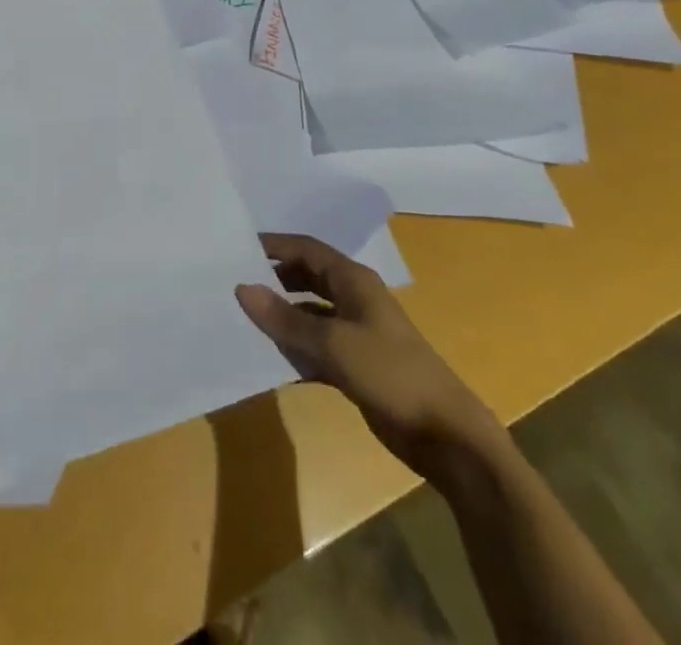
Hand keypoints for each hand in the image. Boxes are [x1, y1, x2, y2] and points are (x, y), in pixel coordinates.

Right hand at [235, 232, 503, 483]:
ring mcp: (356, 333)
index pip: (306, 249)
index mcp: (353, 280)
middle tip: (235, 284)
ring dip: (282, 317)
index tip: (237, 248)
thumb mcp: (333, 343)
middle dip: (274, 279)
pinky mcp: (357, 365)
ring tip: (244, 320)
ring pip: (310, 314)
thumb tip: (242, 288)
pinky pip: (317, 347)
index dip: (274, 246)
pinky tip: (270, 361)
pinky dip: (296, 350)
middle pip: (307, 277)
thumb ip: (286, 318)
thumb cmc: (391, 373)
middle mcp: (354, 299)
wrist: (445, 434)